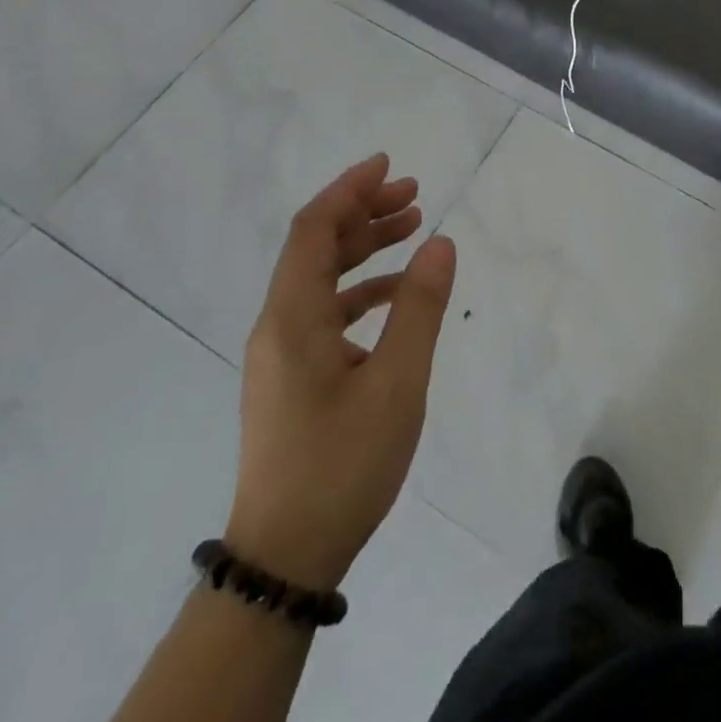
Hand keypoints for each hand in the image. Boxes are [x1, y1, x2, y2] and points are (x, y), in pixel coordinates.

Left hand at [225, 154, 455, 589]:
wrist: (287, 556)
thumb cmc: (342, 464)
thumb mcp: (397, 382)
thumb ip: (420, 307)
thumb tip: (441, 242)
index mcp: (293, 318)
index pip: (314, 230)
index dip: (349, 190)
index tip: (388, 165)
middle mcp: (279, 325)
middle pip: (316, 247)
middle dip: (363, 212)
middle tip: (414, 196)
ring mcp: (282, 353)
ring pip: (321, 278)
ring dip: (364, 247)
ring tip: (413, 229)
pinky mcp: (292, 377)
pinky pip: (325, 311)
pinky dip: (361, 288)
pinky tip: (397, 294)